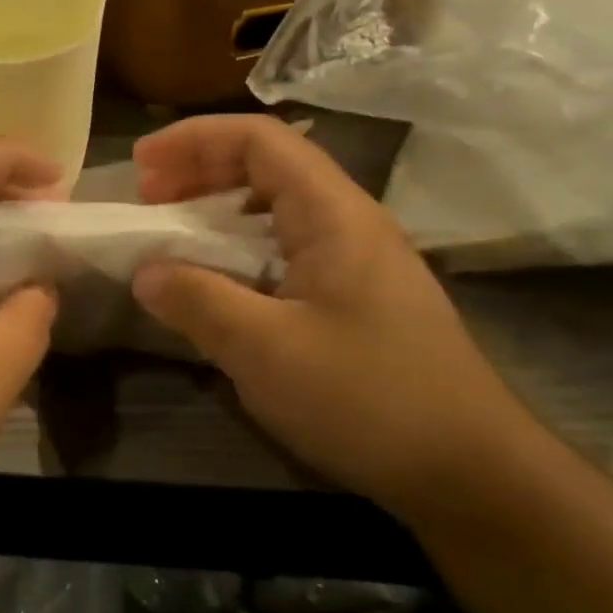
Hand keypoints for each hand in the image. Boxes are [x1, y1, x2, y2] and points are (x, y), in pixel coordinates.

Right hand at [130, 114, 533, 517]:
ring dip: (218, 207)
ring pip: (277, 206)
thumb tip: (144, 272)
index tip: (141, 164)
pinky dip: (240, 246)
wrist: (471, 472)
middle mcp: (348, 221)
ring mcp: (357, 259)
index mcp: (333, 214)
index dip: (194, 139)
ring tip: (173, 231)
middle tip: (147, 197)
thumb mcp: (266, 351)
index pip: (260, 140)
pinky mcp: (357, 296)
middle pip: (268, 164)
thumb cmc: (368, 398)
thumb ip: (198, 301)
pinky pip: (286, 247)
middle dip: (200, 169)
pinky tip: (218, 279)